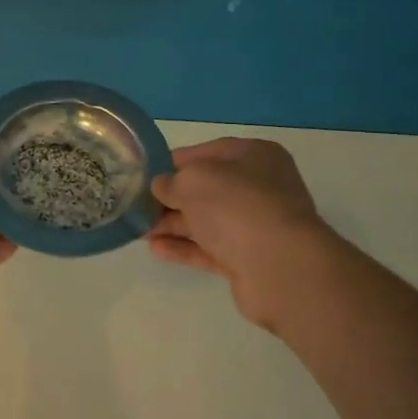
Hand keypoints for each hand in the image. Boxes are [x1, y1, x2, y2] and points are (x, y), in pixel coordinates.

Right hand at [147, 137, 340, 331]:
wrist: (280, 266)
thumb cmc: (237, 206)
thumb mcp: (194, 180)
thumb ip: (171, 181)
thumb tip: (161, 186)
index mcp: (255, 156)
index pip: (209, 152)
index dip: (175, 161)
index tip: (146, 173)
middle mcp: (260, 187)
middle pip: (208, 189)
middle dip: (172, 197)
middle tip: (138, 205)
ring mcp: (257, 226)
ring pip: (208, 221)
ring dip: (174, 224)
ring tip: (140, 230)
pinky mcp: (250, 260)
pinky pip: (210, 249)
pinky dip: (184, 248)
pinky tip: (156, 249)